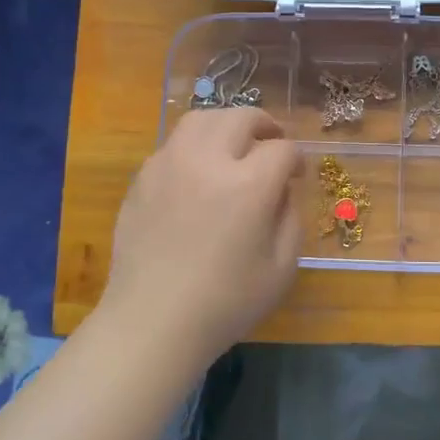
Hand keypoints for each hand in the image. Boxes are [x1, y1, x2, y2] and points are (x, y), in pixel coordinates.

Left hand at [101, 107, 303, 359]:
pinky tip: (198, 173)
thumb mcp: (282, 268)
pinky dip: (194, 146)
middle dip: (265, 126)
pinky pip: (173, 145)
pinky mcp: (142, 178)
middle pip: (240, 117)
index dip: (296, 159)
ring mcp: (169, 165)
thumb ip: (290, 217)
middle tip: (272, 144)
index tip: (297, 175)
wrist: (153, 322)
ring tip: (234, 145)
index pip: (282, 150)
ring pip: (201, 120)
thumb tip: (283, 188)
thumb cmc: (226, 303)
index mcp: (248, 185)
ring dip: (226, 125)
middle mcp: (207, 161)